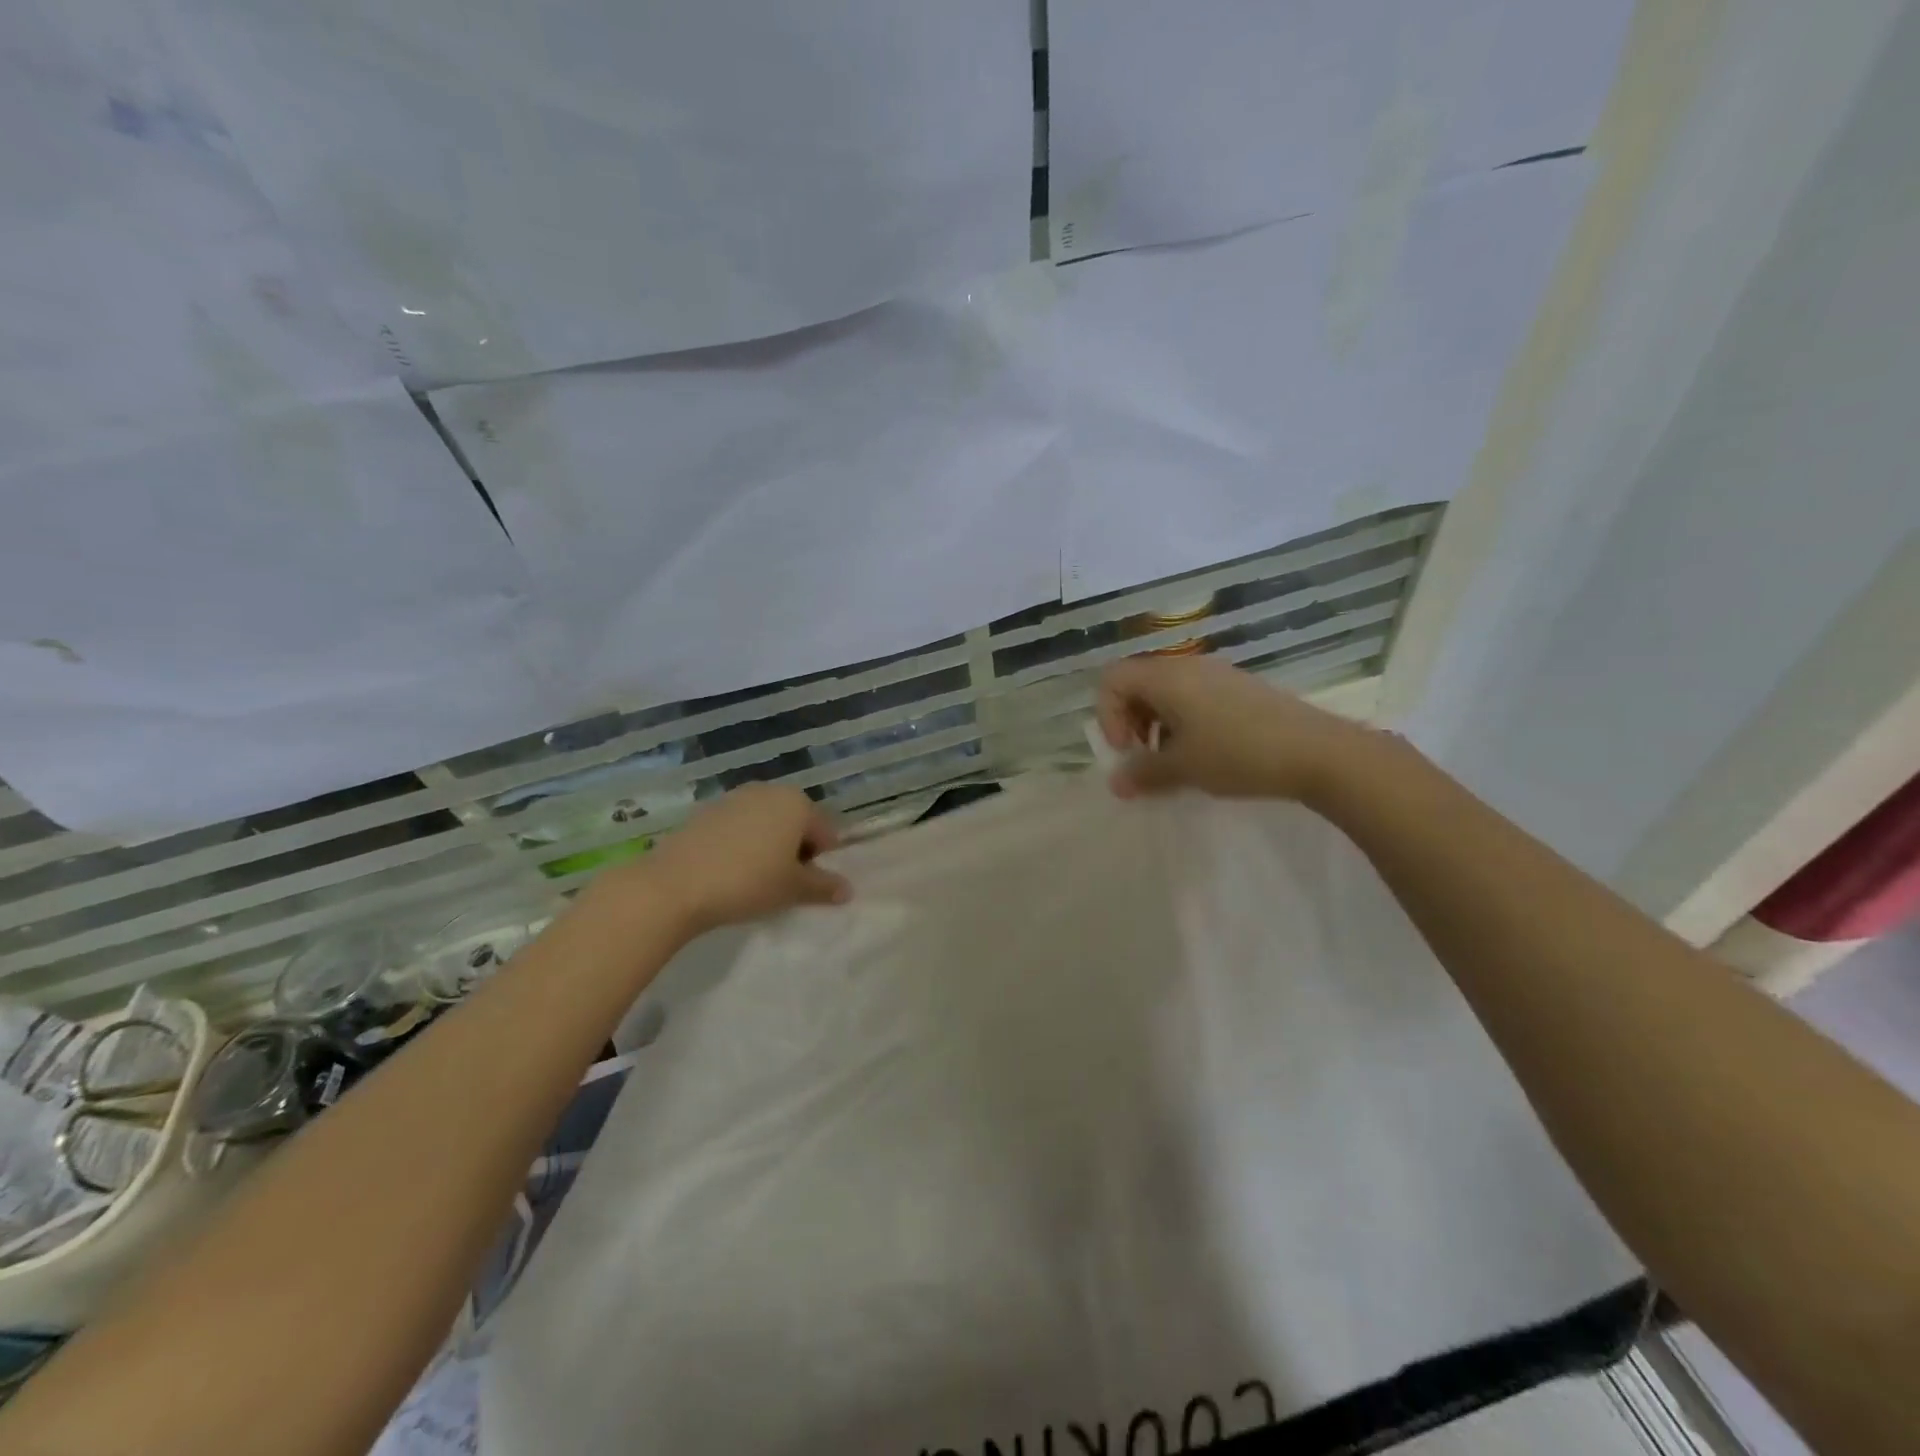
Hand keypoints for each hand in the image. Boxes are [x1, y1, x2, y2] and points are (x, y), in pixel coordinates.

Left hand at [622, 784, 850, 935]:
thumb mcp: (792, 889)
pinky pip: (737, 826)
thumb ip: (823, 886)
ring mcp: (734, 797)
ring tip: (754, 877)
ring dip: (768, 845)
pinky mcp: (706, 810)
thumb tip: (848, 889)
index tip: (805, 884)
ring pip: (765, 822)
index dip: (821, 859)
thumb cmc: (748, 882)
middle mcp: (768, 790)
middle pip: (795, 822)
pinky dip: (741, 843)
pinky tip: (727, 870)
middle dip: (795, 848)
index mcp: (797, 803)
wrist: (675, 885)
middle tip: (782, 881)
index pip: (825, 831)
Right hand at [1095, 655, 1363, 802]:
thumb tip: (1116, 784)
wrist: (1316, 752)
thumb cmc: (1237, 754)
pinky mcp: (1239, 689)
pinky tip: (1204, 755)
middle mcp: (1188, 667)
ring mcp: (1216, 675)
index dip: (1107, 715)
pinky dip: (1184, 723)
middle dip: (1130, 721)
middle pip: (1138, 684)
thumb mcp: (1183, 768)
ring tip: (1174, 761)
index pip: (1112, 680)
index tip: (1126, 749)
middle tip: (1144, 757)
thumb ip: (1143, 774)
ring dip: (1156, 725)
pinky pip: (1194, 698)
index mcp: (1166, 677)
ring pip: (1167, 693)